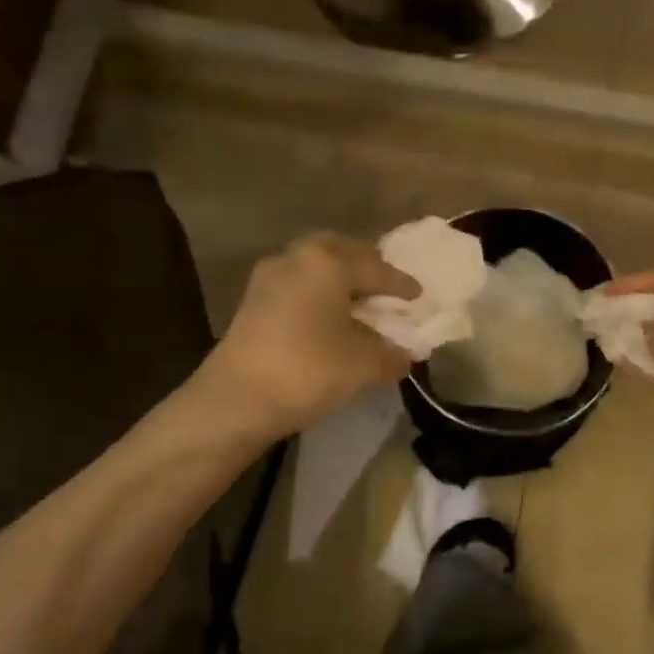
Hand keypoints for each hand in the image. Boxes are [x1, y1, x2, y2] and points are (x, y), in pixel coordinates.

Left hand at [206, 233, 420, 438]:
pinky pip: (298, 285)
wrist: (236, 400)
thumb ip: (391, 354)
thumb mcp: (364, 365)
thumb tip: (404, 354)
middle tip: (385, 288)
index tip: (418, 296)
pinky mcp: (253, 301)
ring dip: (339, 280)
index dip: (401, 284)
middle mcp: (297, 258)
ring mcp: (269, 277)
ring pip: (315, 267)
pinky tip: (329, 319)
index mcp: (329, 262)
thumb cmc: (308, 370)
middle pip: (341, 252)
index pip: (377, 268)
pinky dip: (318, 294)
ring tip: (358, 304)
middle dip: (366, 267)